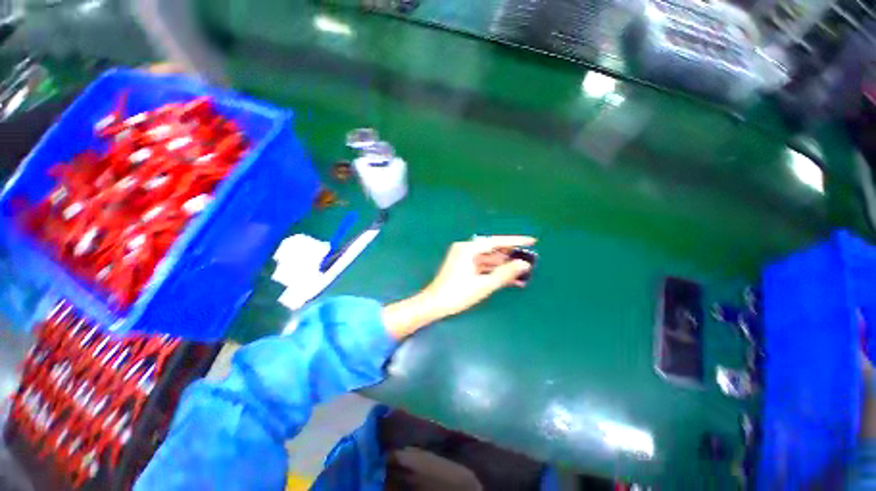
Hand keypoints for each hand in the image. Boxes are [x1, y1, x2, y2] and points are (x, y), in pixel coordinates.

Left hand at [421, 235, 534, 319]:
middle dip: (511, 256)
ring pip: (489, 259)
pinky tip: (510, 279)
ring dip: (504, 266)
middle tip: (530, 259)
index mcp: (468, 249)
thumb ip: (504, 274)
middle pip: (493, 250)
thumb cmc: (457, 294)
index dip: (515, 242)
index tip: (532, 241)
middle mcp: (466, 249)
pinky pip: (483, 266)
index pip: (496, 242)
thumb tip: (523, 265)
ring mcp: (464, 258)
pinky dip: (494, 271)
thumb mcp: (483, 285)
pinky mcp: (464, 266)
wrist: (434, 304)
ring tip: (523, 273)